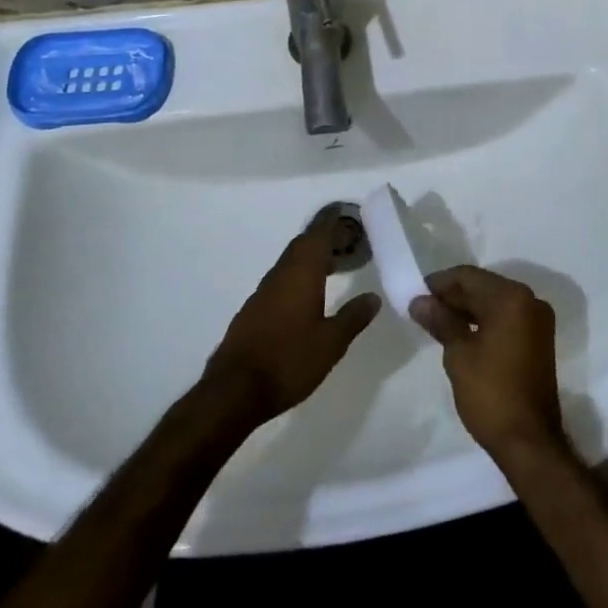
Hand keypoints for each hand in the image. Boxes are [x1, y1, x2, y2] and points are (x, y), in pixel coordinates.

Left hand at [205, 222, 380, 426]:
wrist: (234, 392)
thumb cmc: (288, 361)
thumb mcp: (331, 343)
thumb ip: (353, 317)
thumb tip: (373, 297)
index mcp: (300, 275)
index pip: (316, 237)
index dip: (331, 224)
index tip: (345, 215)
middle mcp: (279, 276)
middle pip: (301, 247)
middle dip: (322, 240)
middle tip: (345, 242)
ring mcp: (261, 294)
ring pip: (289, 265)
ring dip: (309, 260)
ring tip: (331, 268)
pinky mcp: (252, 312)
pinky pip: (279, 283)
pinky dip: (296, 279)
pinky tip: (305, 299)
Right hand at [410, 267, 565, 465]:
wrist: (530, 441)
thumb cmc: (490, 393)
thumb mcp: (458, 354)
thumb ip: (440, 320)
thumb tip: (419, 300)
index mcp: (511, 298)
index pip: (469, 276)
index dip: (440, 282)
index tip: (416, 293)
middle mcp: (529, 301)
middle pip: (483, 286)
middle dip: (453, 296)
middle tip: (423, 308)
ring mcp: (537, 320)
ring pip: (494, 302)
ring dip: (467, 308)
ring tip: (436, 321)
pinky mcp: (538, 339)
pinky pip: (506, 317)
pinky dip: (483, 320)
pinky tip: (460, 332)